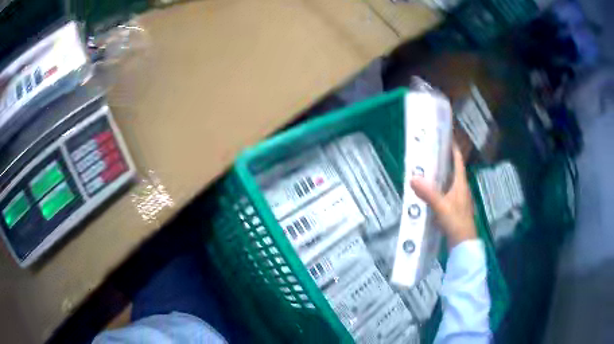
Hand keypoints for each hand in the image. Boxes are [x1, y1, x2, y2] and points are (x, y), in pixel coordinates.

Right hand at [410, 145, 476, 247]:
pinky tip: (428, 192)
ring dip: (440, 175)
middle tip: (429, 152)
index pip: (458, 161)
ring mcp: (458, 200)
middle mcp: (461, 189)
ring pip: (449, 182)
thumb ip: (428, 193)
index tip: (445, 137)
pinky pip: (445, 194)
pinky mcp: (454, 209)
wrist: (463, 245)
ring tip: (427, 169)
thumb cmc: (456, 223)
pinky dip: (438, 189)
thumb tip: (412, 178)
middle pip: (453, 170)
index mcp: (461, 184)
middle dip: (444, 160)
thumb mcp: (441, 207)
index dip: (453, 148)